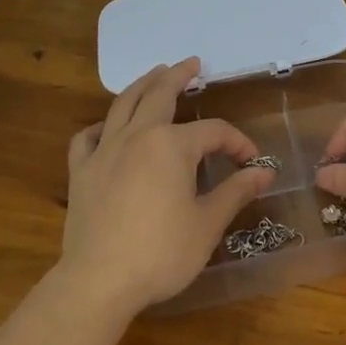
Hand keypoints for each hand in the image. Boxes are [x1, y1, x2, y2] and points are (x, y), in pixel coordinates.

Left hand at [59, 59, 273, 315]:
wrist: (98, 282)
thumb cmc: (161, 252)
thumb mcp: (207, 223)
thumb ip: (235, 191)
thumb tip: (264, 172)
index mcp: (172, 145)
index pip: (214, 132)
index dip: (236, 142)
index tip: (251, 161)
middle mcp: (138, 136)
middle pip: (160, 94)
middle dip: (179, 76)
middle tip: (192, 63)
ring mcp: (104, 151)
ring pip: (123, 104)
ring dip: (142, 85)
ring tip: (154, 73)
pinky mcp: (81, 172)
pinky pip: (87, 138)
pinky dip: (99, 127)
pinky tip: (107, 128)